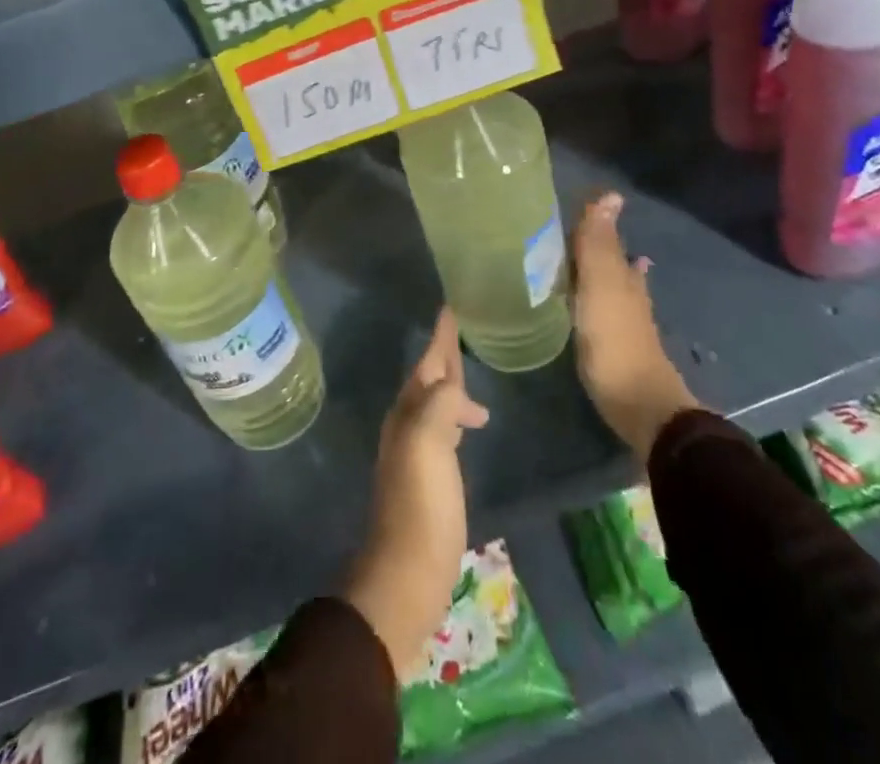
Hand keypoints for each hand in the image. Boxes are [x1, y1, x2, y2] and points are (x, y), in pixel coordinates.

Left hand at [345, 309, 490, 680]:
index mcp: (408, 412)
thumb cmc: (421, 503)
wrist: (407, 571)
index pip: (427, 362)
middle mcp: (409, 425)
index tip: (452, 307)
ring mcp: (418, 452)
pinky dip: (457, 414)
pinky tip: (471, 423)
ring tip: (472, 375)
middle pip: (429, 379)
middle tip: (463, 330)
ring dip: (452, 384)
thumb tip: (454, 385)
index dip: (440, 337)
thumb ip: (441, 403)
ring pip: (437, 402)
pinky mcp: (432, 477)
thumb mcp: (429, 442)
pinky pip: (445, 428)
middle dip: (443, 354)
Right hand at [571, 192, 698, 460]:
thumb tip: (610, 194)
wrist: (643, 408)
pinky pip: (609, 312)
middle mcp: (630, 295)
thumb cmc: (615, 343)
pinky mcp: (622, 349)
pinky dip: (603, 300)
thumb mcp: (600, 289)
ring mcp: (629, 324)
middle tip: (581, 230)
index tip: (581, 206)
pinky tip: (601, 308)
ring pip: (616, 286)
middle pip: (615, 262)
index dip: (596, 223)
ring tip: (593, 260)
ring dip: (605, 272)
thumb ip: (599, 245)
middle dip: (602, 246)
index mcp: (622, 277)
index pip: (608, 240)